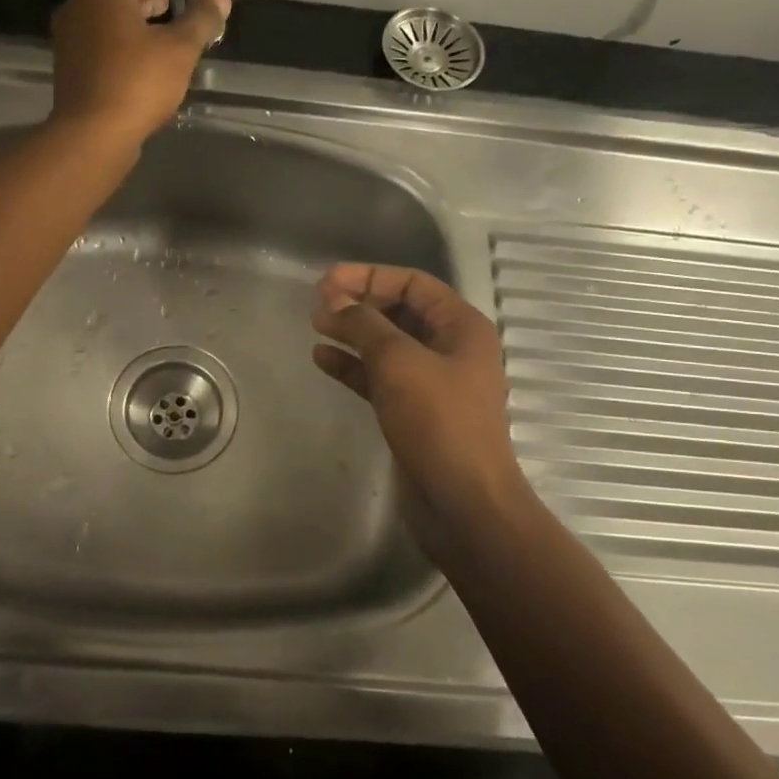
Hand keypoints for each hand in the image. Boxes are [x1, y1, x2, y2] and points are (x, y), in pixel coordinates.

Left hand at [48, 0, 231, 143]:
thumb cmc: (139, 83)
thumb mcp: (181, 49)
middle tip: (177, 16)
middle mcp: (79, 2)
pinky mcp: (67, 64)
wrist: (92, 134)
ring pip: (109, 21)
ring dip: (135, 27)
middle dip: (151, 3)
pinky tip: (139, 67)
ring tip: (162, 43)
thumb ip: (201, 19)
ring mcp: (68, 34)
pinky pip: (99, 45)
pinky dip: (119, 48)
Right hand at [311, 264, 534, 555]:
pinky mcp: (414, 412)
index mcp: (461, 327)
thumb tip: (334, 302)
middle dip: (359, 303)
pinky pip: (380, 377)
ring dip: (353, 333)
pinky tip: (323, 359)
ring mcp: (433, 383)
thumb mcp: (399, 362)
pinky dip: (353, 366)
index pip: (413, 284)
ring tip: (316, 325)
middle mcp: (451, 349)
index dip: (369, 276)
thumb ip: (365, 325)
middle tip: (318, 303)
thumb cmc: (438, 422)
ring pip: (387, 345)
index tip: (327, 281)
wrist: (463, 502)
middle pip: (400, 311)